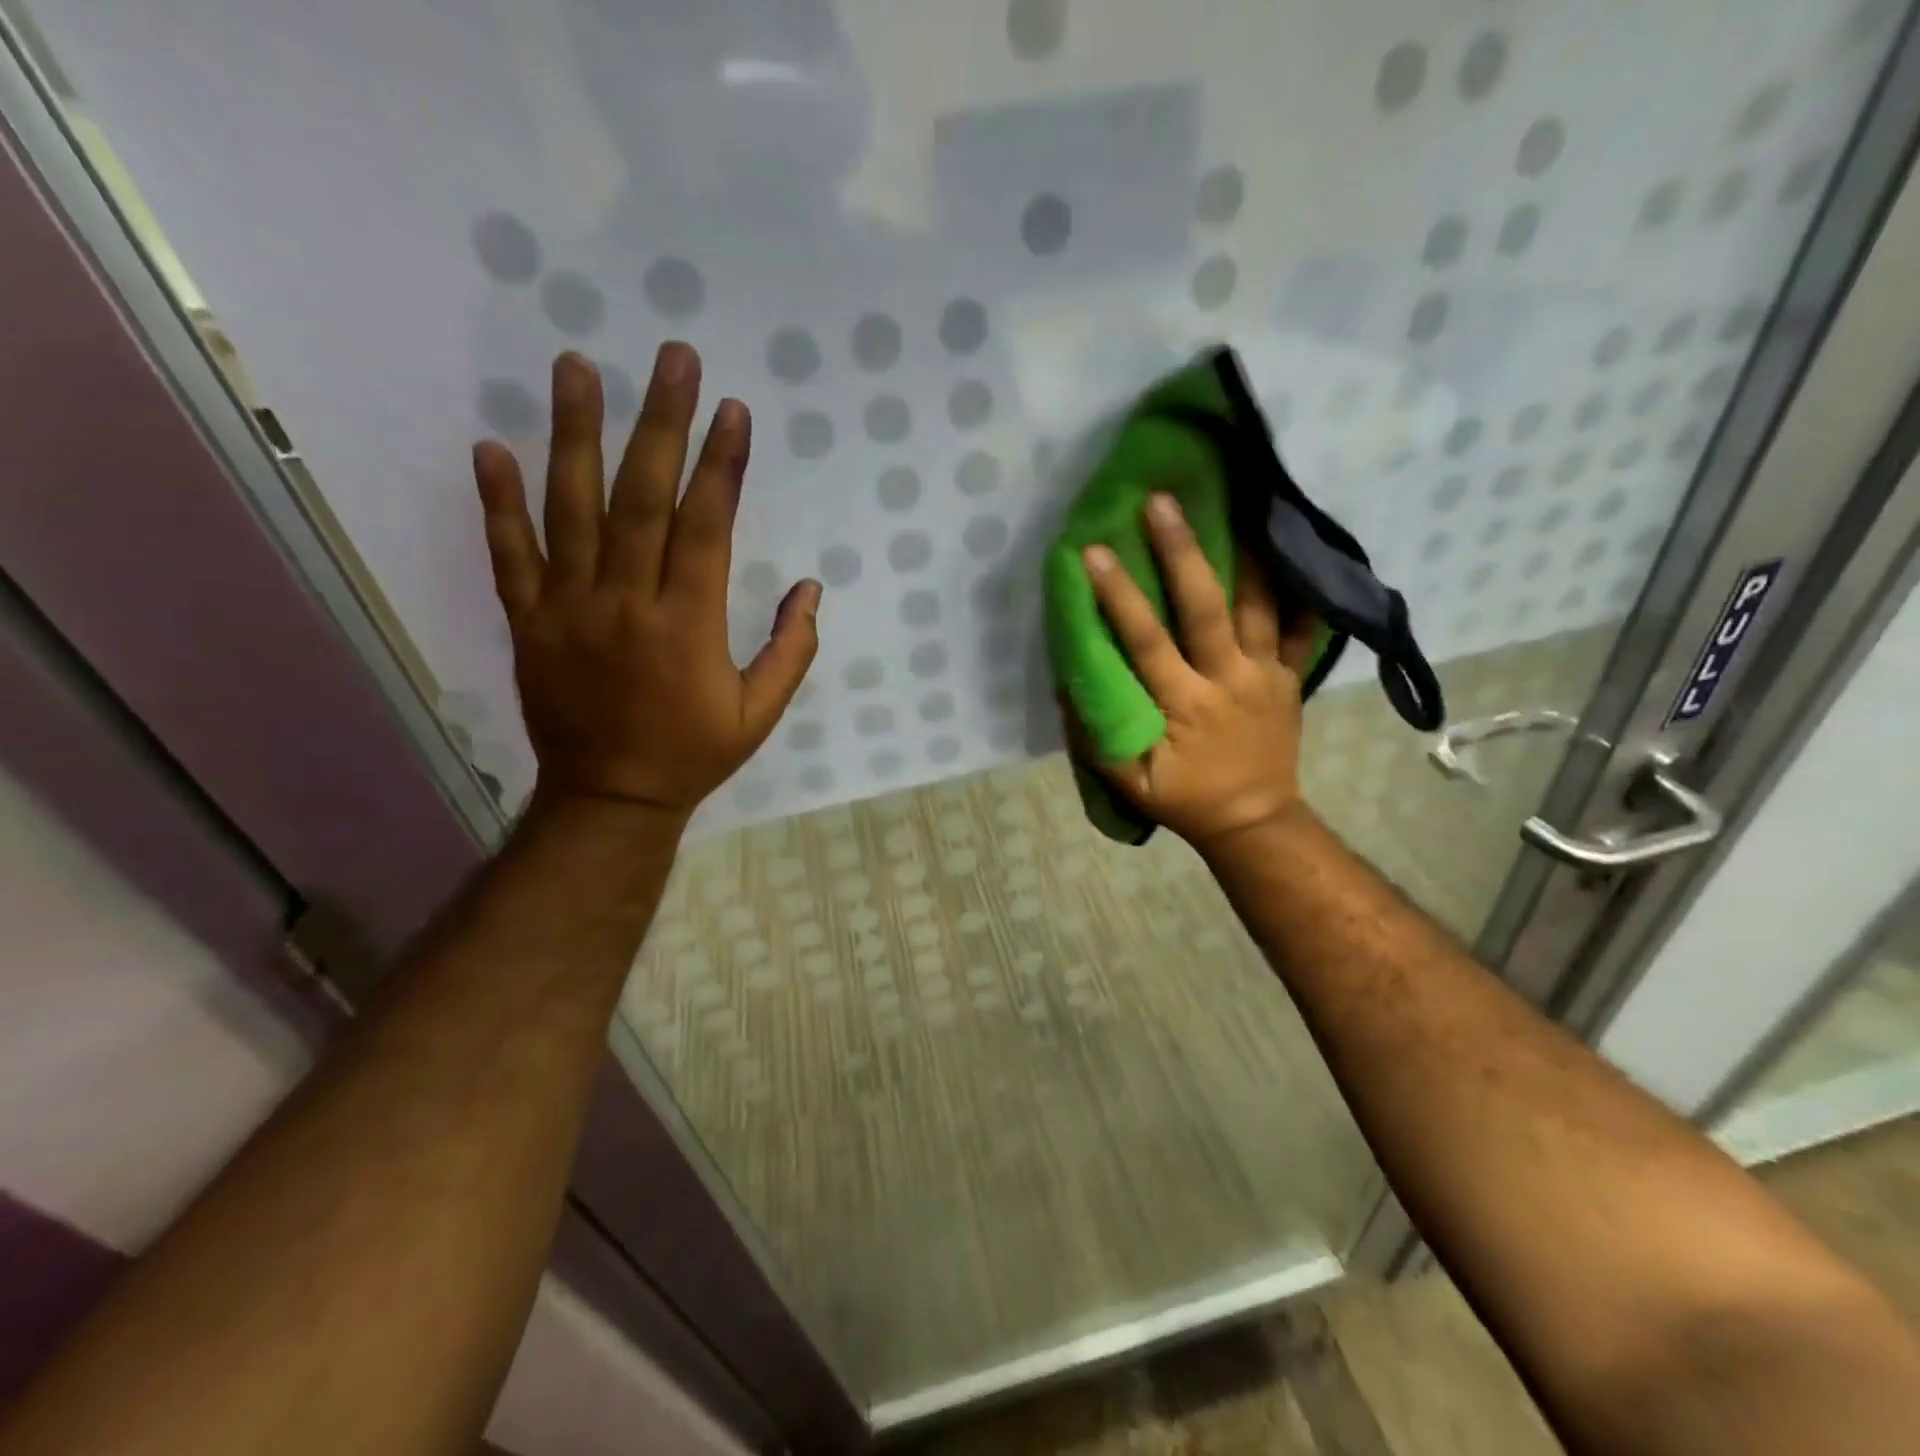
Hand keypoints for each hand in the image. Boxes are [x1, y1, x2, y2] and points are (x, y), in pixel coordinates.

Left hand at [472, 346, 819, 821]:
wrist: (611, 798)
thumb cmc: (694, 753)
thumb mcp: (761, 714)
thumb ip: (791, 650)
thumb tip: (811, 588)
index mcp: (687, 625)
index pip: (706, 528)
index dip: (721, 466)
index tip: (731, 410)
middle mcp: (626, 603)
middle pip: (641, 499)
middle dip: (659, 423)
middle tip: (670, 357)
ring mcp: (569, 609)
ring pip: (570, 511)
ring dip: (574, 435)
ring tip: (577, 366)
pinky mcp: (529, 622)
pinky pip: (509, 556)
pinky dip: (497, 503)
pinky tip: (490, 448)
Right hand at [1079, 493, 1319, 855]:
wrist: (1254, 820)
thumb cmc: (1185, 799)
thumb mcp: (1129, 783)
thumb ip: (1098, 736)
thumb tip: (1068, 682)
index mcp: (1184, 705)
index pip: (1147, 641)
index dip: (1120, 597)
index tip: (1095, 552)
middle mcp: (1228, 679)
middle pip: (1205, 608)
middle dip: (1182, 552)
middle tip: (1162, 501)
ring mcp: (1266, 674)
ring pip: (1260, 606)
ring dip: (1246, 555)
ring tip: (1238, 503)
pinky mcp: (1290, 677)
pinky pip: (1303, 629)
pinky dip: (1304, 590)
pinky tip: (1297, 549)